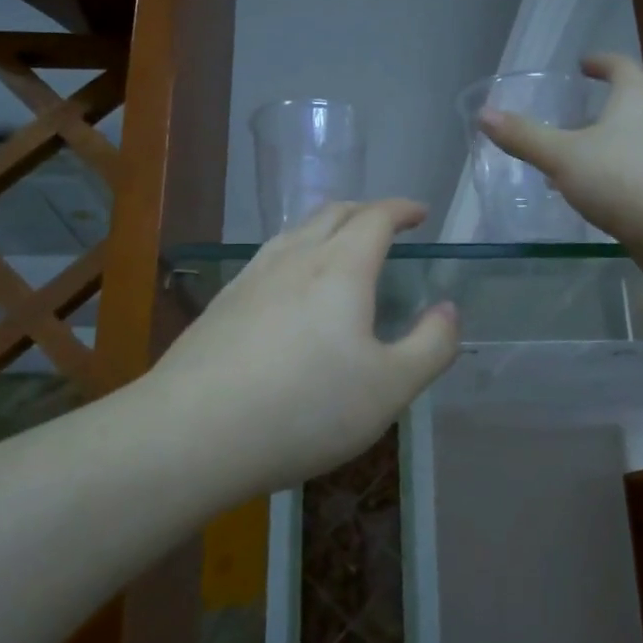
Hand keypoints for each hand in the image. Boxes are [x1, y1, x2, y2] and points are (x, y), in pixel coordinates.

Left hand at [146, 199, 460, 493]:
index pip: (376, 217)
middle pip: (332, 213)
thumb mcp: (390, 387)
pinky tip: (289, 287)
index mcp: (341, 268)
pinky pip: (268, 258)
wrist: (194, 433)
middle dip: (365, 211)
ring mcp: (251, 278)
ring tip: (341, 247)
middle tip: (386, 224)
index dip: (401, 209)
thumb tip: (448, 310)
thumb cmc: (306, 408)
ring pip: (295, 232)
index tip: (420, 213)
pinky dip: (295, 253)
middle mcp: (294, 258)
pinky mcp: (222, 304)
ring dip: (326, 228)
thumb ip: (431, 346)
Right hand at [480, 54, 642, 269]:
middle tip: (568, 121)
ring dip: (604, 151)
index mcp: (636, 102)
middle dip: (599, 112)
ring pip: (632, 147)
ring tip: (571, 166)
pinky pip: (637, 180)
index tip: (583, 64)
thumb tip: (485, 114)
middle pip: (630, 108)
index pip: (621, 68)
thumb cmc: (626, 178)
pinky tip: (594, 202)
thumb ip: (525, 137)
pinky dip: (614, 183)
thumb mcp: (565, 156)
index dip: (601, 62)